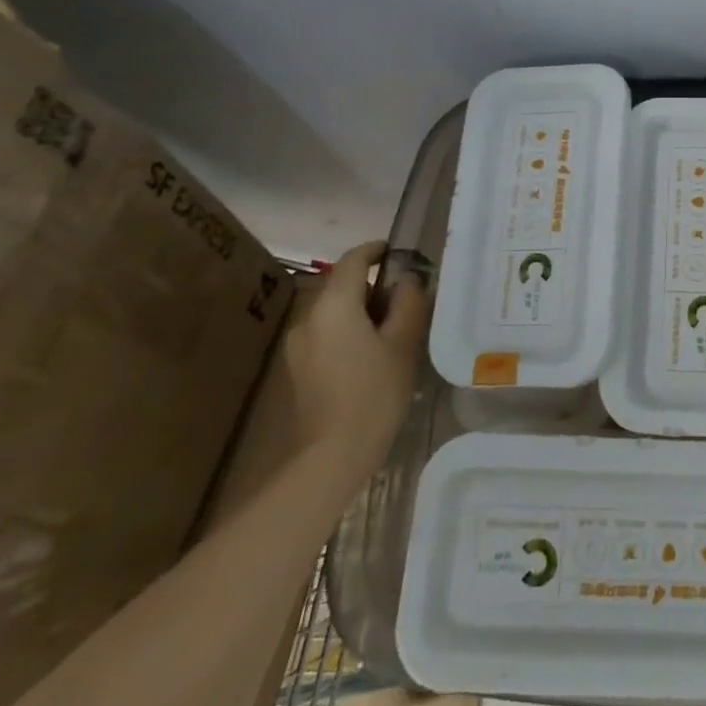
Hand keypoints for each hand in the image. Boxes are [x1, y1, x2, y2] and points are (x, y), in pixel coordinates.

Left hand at [280, 241, 431, 479]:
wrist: (332, 455)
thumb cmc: (374, 393)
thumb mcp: (403, 343)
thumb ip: (408, 303)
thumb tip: (407, 281)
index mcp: (334, 305)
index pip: (354, 259)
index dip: (377, 250)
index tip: (399, 253)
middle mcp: (309, 317)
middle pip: (341, 285)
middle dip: (372, 283)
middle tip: (406, 297)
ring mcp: (298, 344)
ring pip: (333, 310)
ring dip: (360, 308)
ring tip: (392, 327)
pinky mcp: (297, 367)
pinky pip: (326, 332)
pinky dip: (348, 329)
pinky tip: (370, 353)